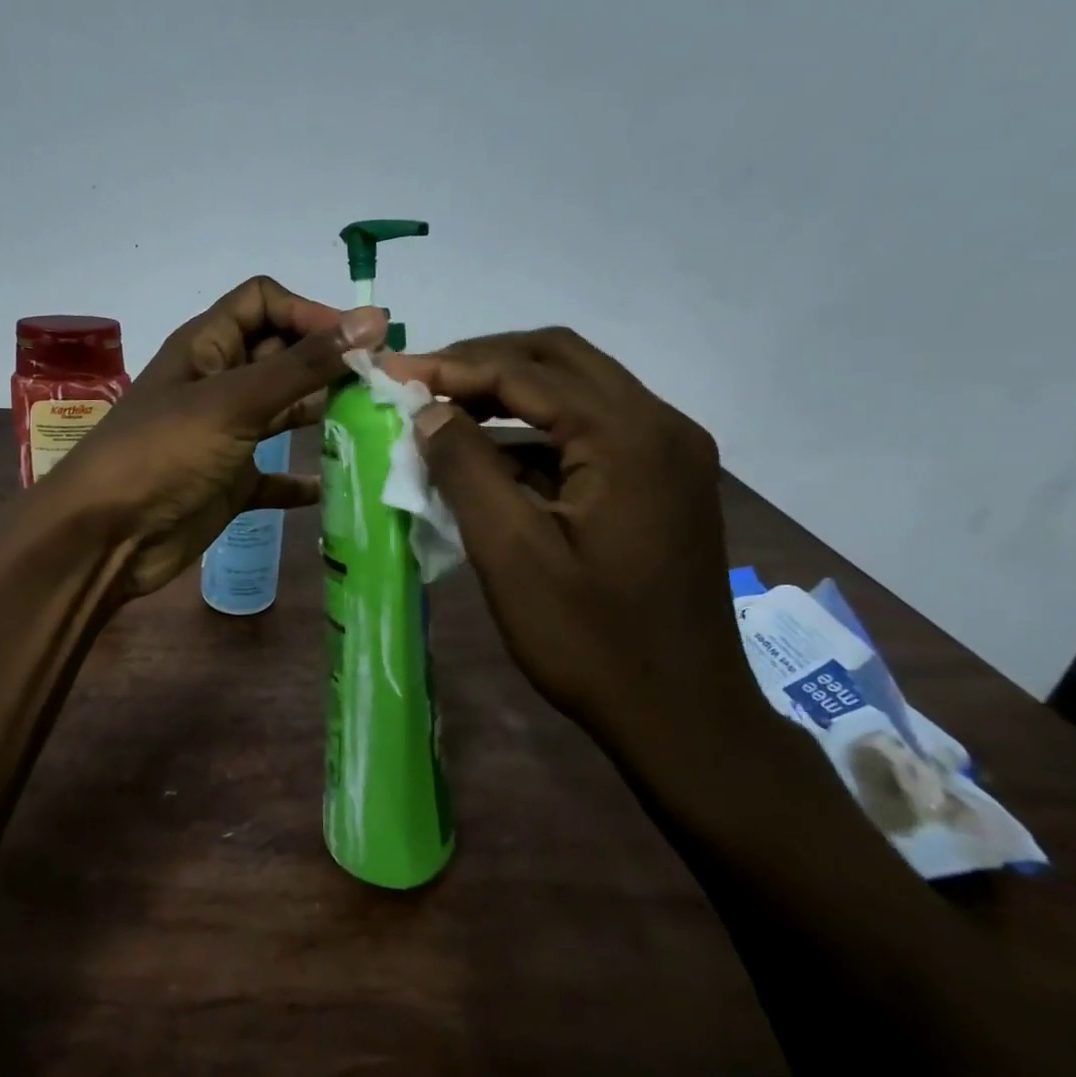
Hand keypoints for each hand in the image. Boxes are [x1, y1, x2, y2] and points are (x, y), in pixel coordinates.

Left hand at [47, 277, 388, 598]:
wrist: (106, 537)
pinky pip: (275, 475)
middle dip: (327, 364)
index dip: (308, 313)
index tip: (356, 344)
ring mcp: (225, 435)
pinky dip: (302, 480)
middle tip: (382, 386)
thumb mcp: (234, 401)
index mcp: (207, 347)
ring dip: (322, 415)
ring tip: (374, 424)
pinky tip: (335, 484)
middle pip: (281, 356)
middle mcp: (218, 383)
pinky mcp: (229, 482)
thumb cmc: (164, 454)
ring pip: (283, 411)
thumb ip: (303, 364)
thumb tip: (373, 319)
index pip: (264, 302)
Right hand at [385, 330, 760, 741]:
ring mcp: (669, 452)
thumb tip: (427, 411)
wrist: (684, 717)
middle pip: (560, 359)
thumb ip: (466, 469)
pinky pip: (592, 430)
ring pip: (578, 389)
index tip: (391, 373)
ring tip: (444, 410)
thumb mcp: (511, 554)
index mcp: (628, 436)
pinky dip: (537, 431)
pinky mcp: (663, 480)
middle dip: (483, 362)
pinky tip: (492, 456)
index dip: (452, 366)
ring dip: (510, 391)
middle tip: (421, 381)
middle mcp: (660, 425)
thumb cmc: (591, 641)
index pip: (527, 372)